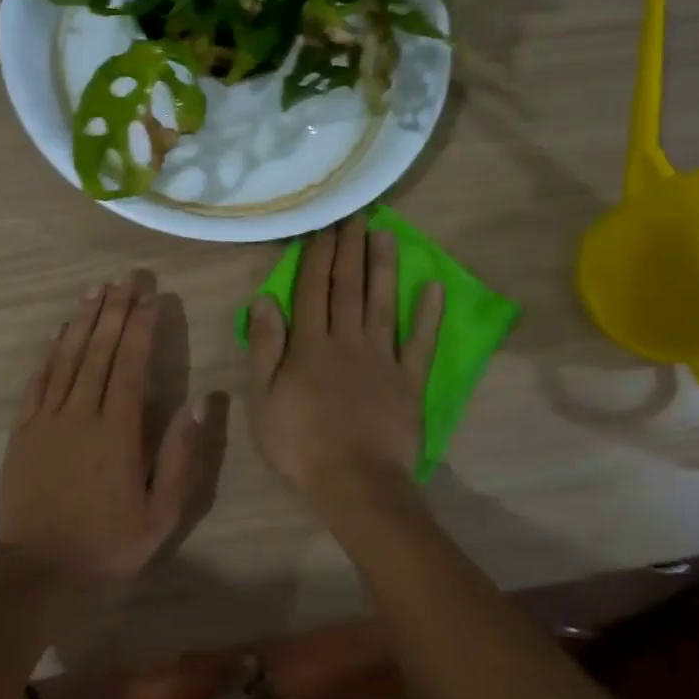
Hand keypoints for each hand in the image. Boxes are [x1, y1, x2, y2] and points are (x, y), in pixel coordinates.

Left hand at [0, 270, 226, 585]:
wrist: (38, 573)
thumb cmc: (108, 545)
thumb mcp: (162, 513)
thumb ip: (183, 455)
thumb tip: (202, 401)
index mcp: (117, 430)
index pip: (130, 363)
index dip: (141, 326)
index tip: (151, 297)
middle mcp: (80, 413)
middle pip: (98, 349)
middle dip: (114, 310)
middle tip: (125, 277)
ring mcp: (46, 420)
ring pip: (67, 357)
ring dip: (82, 321)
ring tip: (95, 290)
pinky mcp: (22, 432)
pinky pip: (37, 381)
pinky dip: (49, 352)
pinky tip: (58, 332)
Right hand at [246, 217, 442, 508]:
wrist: (355, 484)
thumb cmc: (300, 445)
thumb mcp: (263, 399)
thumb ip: (265, 347)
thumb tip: (265, 299)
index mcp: (310, 345)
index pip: (312, 289)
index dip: (317, 255)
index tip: (323, 224)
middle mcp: (348, 340)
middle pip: (348, 287)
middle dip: (350, 249)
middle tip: (355, 214)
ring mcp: (383, 359)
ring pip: (383, 304)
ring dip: (384, 268)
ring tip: (385, 235)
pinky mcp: (409, 381)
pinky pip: (421, 343)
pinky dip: (429, 315)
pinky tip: (434, 287)